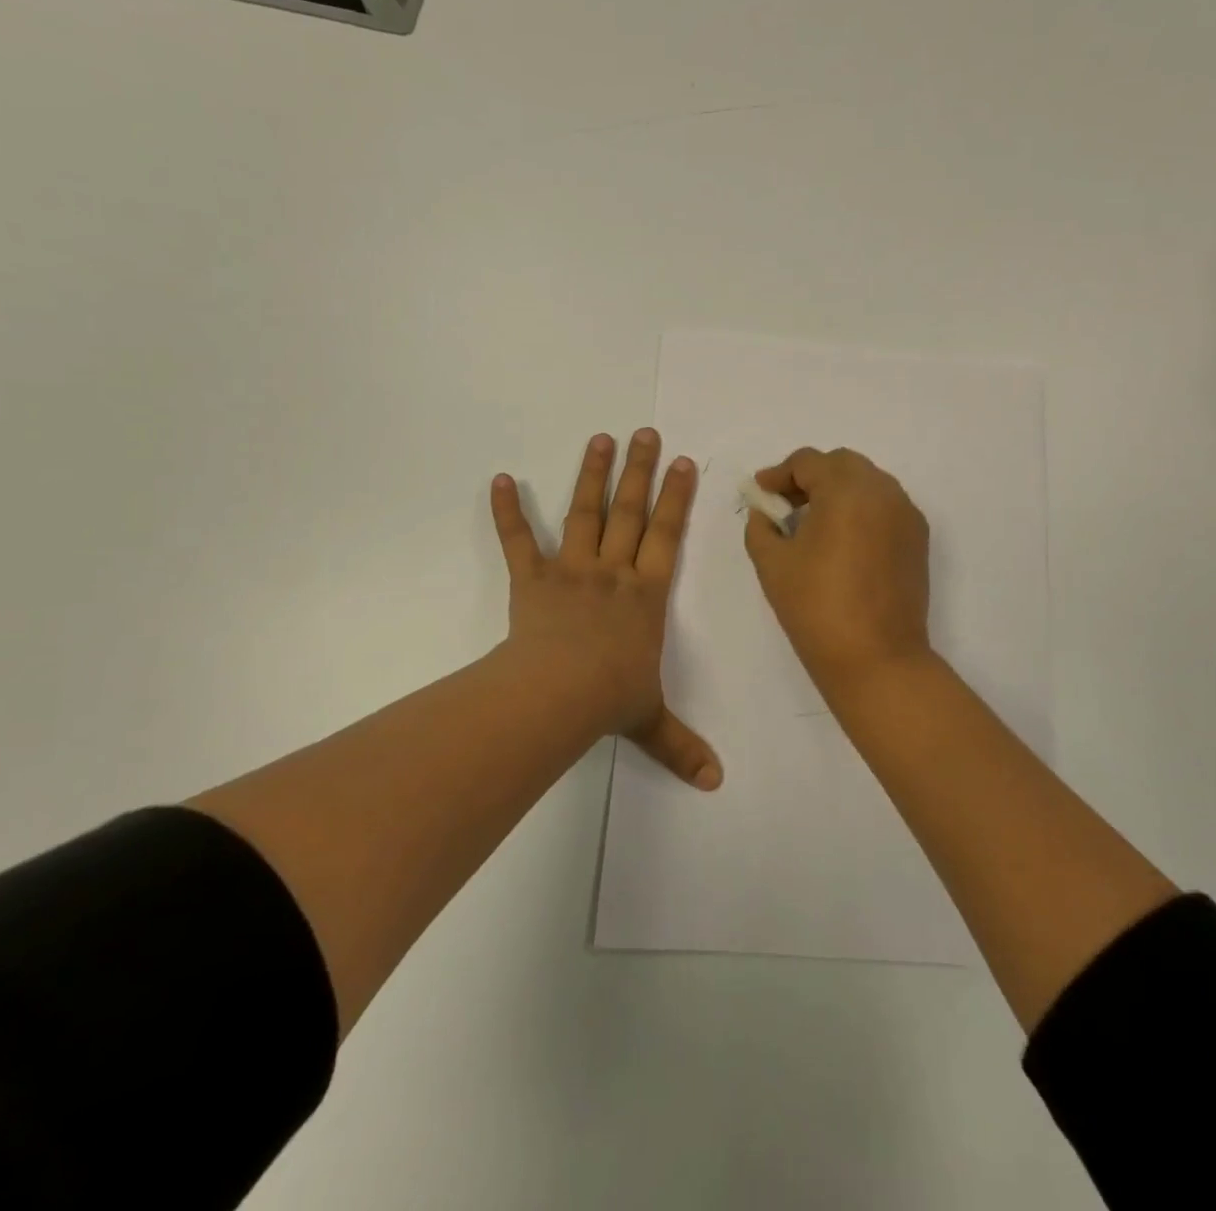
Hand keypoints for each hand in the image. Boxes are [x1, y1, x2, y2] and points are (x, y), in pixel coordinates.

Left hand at [490, 430, 721, 789]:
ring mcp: (571, 572)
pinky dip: (507, 511)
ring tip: (600, 438)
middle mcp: (613, 573)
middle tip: (645, 433)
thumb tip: (717, 783)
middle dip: (640, 471)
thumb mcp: (651, 721)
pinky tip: (498, 479)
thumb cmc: (610, 699)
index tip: (682, 462)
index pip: (667, 536)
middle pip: (630, 512)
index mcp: (646, 595)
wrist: (557, 696)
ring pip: (585, 514)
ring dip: (592, 475)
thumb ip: (682, 745)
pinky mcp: (532, 580)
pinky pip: (519, 541)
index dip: (676, 498)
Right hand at [743, 447, 934, 697]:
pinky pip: (885, 506)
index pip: (808, 462)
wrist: (877, 659)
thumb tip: (765, 513)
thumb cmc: (817, 608)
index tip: (760, 494)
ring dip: (838, 491)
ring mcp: (906, 514)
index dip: (778, 474)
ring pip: (868, 483)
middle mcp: (883, 491)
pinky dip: (861, 510)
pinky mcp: (918, 539)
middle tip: (785, 505)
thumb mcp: (773, 564)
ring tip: (813, 523)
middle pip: (842, 464)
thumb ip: (761, 527)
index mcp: (846, 490)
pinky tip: (843, 541)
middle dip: (810, 477)